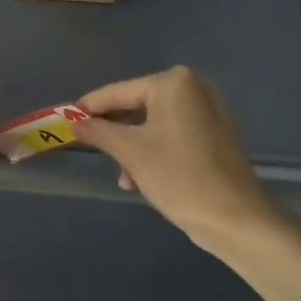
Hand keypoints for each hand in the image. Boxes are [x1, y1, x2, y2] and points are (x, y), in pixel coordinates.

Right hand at [72, 66, 281, 254]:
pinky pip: (174, 133)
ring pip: (155, 123)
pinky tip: (143, 178)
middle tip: (95, 153)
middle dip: (116, 133)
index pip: (118, 92)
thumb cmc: (179, 177)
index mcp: (173, 82)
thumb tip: (75, 122)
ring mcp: (208, 109)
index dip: (90, 108)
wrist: (235, 217)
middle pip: (138, 105)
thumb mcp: (131, 153)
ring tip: (125, 178)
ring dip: (134, 147)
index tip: (65, 120)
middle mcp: (193, 87)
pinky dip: (155, 150)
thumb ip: (99, 132)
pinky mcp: (216, 132)